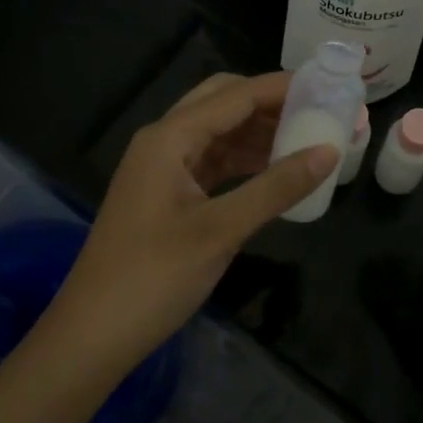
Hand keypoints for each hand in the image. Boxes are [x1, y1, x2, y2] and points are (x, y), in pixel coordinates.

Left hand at [44, 72, 337, 373]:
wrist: (92, 335)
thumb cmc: (153, 278)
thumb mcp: (221, 230)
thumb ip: (277, 187)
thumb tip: (330, 151)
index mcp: (169, 138)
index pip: (235, 95)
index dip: (281, 88)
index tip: (328, 87)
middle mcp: (163, 142)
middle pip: (223, 103)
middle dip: (269, 104)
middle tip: (317, 112)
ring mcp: (163, 169)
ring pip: (219, 133)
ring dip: (259, 133)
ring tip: (308, 139)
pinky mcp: (168, 195)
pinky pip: (213, 162)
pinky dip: (245, 161)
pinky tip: (276, 171)